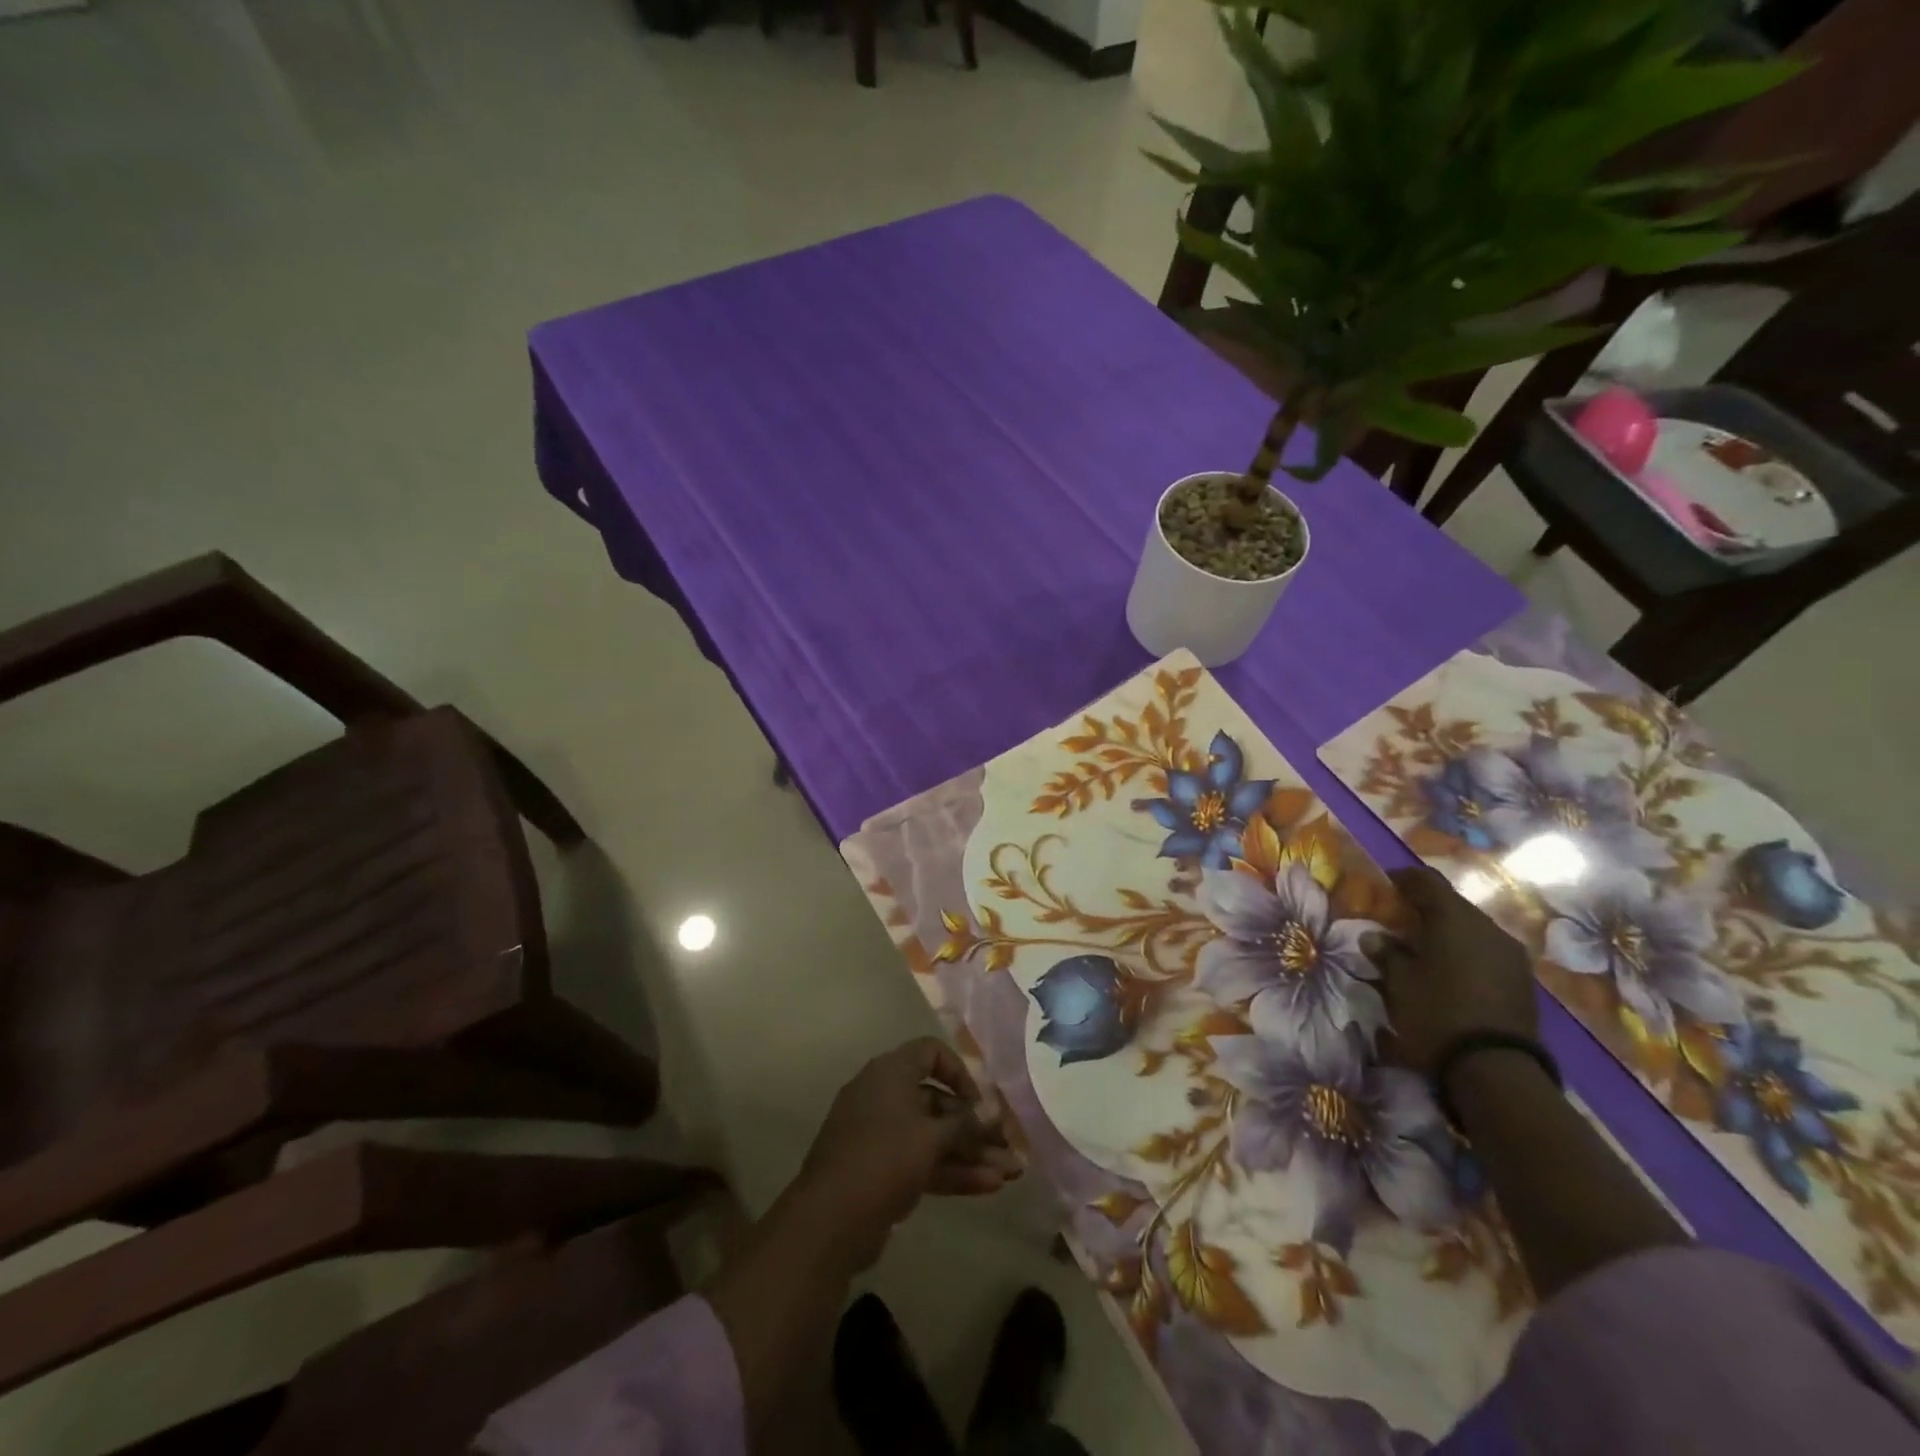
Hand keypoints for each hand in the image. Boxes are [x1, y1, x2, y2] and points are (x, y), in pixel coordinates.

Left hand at [795, 1037, 1022, 1268]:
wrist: (829, 1221)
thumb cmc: (883, 1160)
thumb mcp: (931, 1138)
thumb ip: (966, 1122)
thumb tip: (994, 1108)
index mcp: (890, 1073)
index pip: (930, 1052)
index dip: (959, 1072)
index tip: (980, 1100)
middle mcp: (884, 1096)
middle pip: (938, 1101)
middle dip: (975, 1126)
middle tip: (1008, 1147)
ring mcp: (881, 1135)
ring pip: (933, 1136)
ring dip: (971, 1153)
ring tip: (1010, 1174)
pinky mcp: (881, 1170)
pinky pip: (922, 1160)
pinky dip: (952, 1170)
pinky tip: (988, 1187)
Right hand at [1377, 865, 1537, 1075]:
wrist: (1496, 1069)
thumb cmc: (1437, 1013)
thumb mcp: (1399, 983)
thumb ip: (1386, 953)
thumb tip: (1374, 937)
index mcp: (1454, 918)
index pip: (1426, 881)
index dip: (1404, 878)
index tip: (1386, 883)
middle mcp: (1487, 927)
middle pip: (1452, 904)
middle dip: (1426, 907)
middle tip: (1400, 918)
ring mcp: (1511, 954)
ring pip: (1472, 929)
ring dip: (1448, 932)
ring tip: (1424, 947)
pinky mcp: (1522, 979)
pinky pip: (1487, 951)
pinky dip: (1466, 952)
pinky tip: (1450, 969)